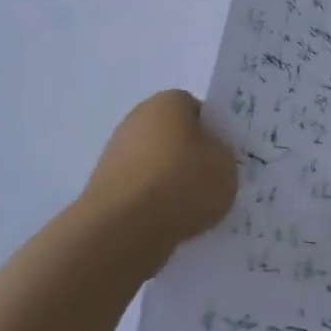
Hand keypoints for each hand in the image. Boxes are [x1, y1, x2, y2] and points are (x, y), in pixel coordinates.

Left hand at [81, 92, 237, 255]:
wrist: (124, 228)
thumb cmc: (182, 183)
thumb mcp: (226, 165)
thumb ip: (222, 155)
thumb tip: (209, 159)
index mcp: (168, 102)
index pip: (197, 109)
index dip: (213, 133)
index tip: (222, 158)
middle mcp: (137, 119)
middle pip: (174, 136)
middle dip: (191, 158)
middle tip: (211, 184)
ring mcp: (116, 153)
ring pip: (156, 165)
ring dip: (171, 183)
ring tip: (191, 212)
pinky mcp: (104, 187)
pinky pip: (140, 191)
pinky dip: (153, 205)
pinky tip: (168, 224)